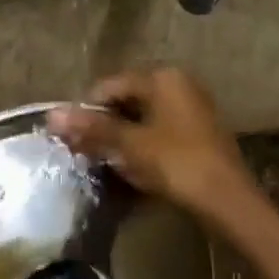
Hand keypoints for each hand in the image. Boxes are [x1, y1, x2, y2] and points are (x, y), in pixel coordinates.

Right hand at [47, 68, 256, 221]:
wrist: (227, 200)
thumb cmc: (176, 164)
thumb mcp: (130, 145)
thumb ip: (92, 128)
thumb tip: (51, 115)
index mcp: (163, 78)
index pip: (110, 86)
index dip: (86, 111)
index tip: (71, 139)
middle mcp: (179, 84)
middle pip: (127, 100)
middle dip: (105, 125)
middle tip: (86, 153)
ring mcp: (192, 107)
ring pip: (143, 117)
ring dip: (122, 138)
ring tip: (108, 162)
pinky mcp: (198, 132)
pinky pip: (160, 131)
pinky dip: (143, 145)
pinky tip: (135, 167)